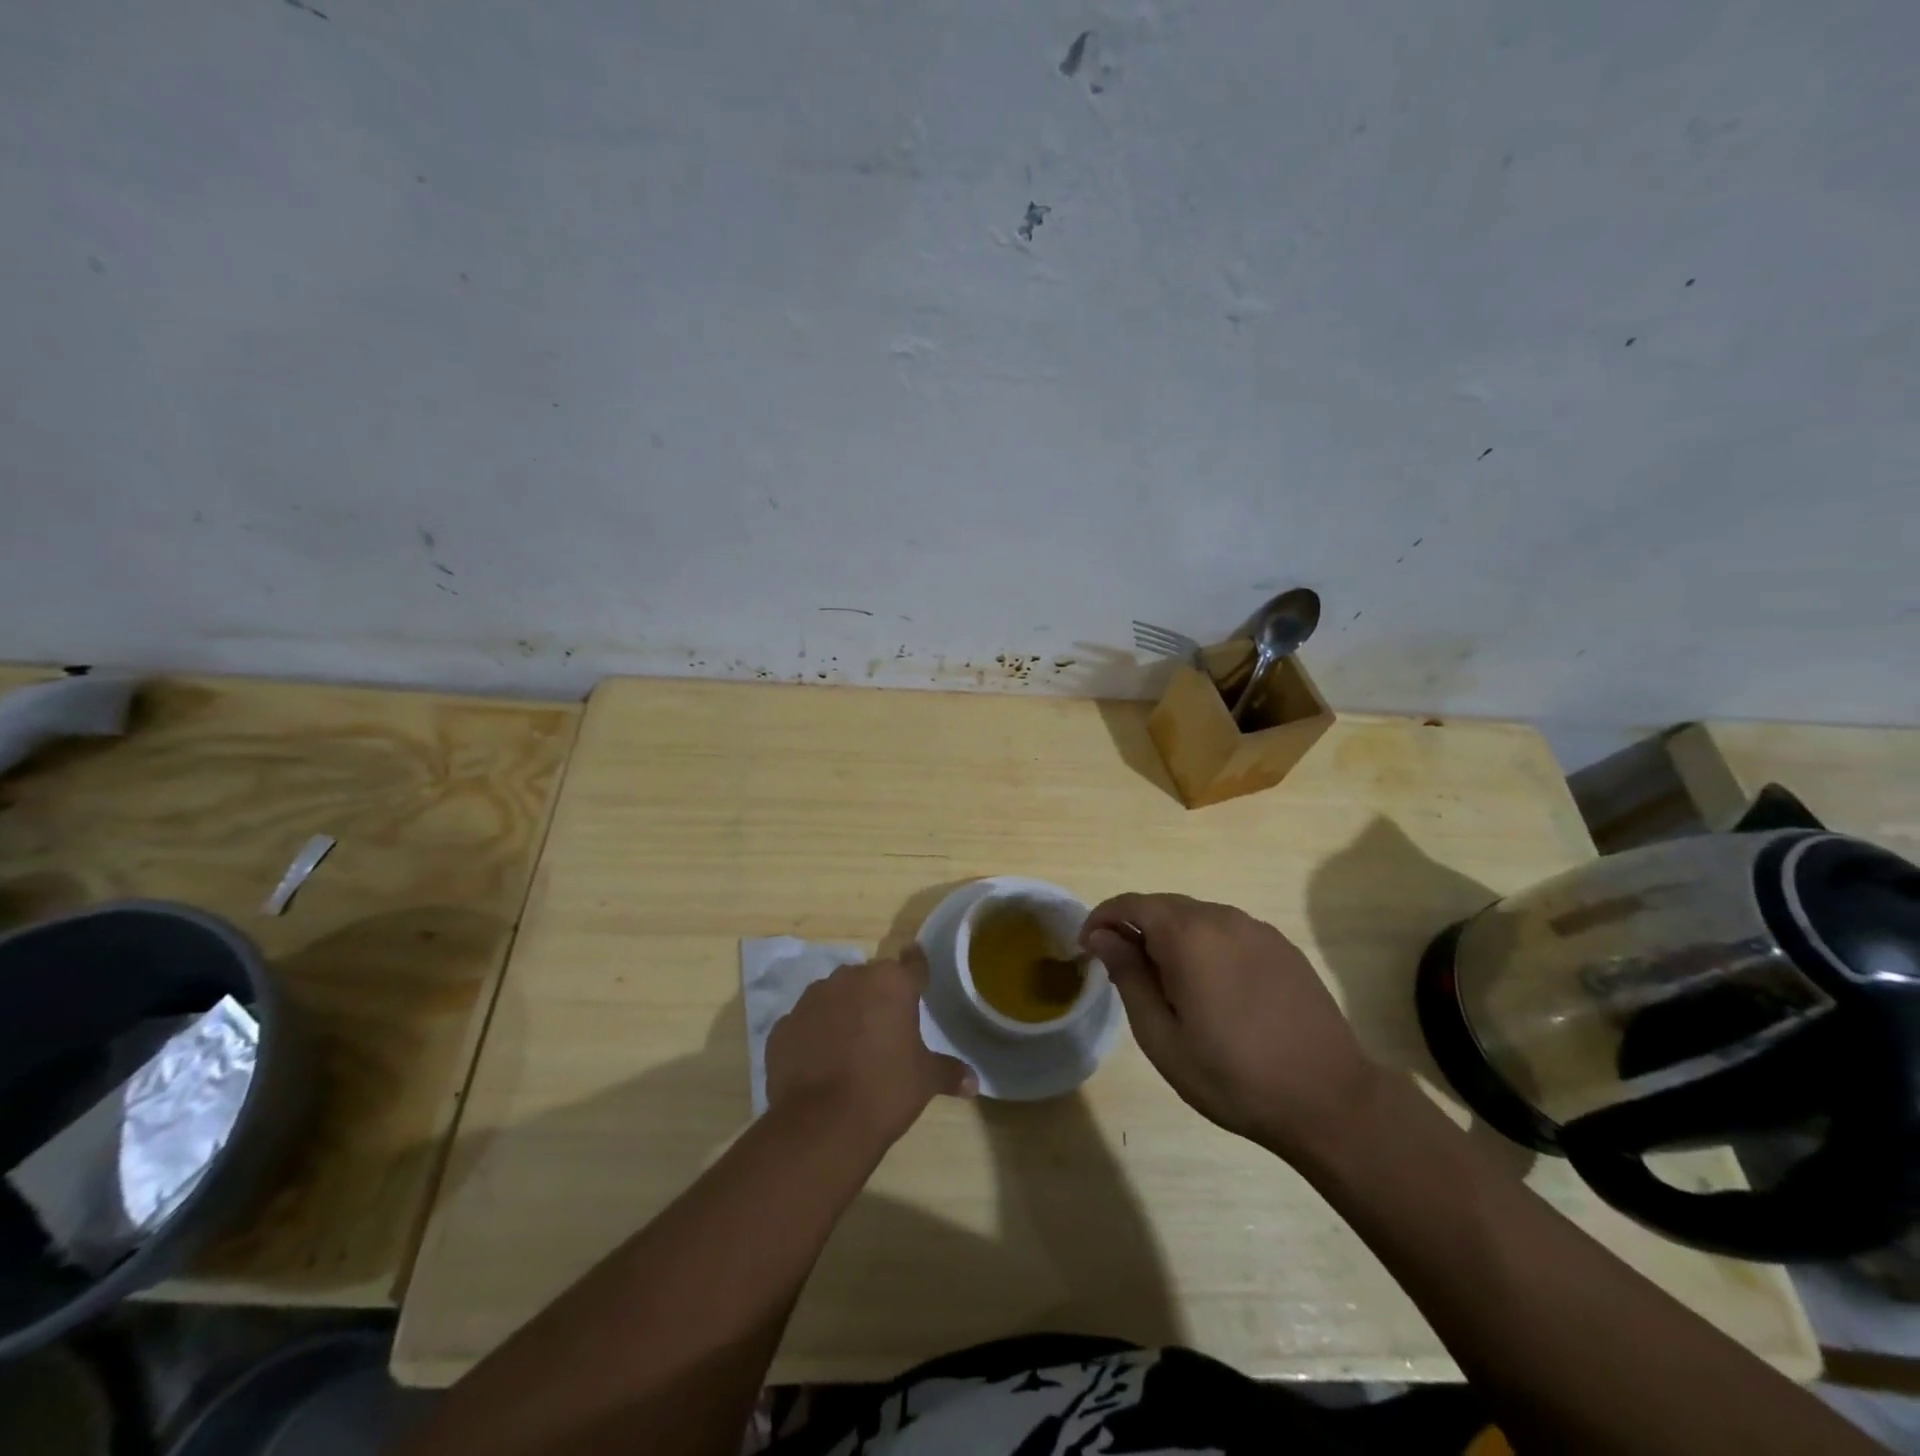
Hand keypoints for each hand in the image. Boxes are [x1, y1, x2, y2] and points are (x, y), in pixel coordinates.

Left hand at [765, 946, 976, 1148]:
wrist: (821, 1124)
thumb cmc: (885, 1090)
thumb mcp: (925, 1080)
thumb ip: (948, 1072)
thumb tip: (973, 1081)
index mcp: (891, 983)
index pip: (912, 963)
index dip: (917, 967)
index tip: (917, 966)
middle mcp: (850, 978)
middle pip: (870, 979)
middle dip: (877, 996)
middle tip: (885, 1025)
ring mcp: (812, 999)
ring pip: (834, 996)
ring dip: (843, 1011)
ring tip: (849, 1045)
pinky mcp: (784, 1025)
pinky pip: (806, 1023)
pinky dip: (814, 1035)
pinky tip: (819, 1062)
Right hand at [1083, 893, 1381, 1158]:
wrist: (1330, 1101)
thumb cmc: (1233, 1076)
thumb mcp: (1162, 1036)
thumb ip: (1129, 976)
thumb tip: (1103, 936)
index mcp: (1189, 935)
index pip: (1131, 904)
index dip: (1102, 919)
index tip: (1087, 947)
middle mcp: (1223, 918)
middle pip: (1164, 906)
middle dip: (1136, 929)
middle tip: (1123, 971)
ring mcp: (1258, 930)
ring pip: (1197, 918)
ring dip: (1171, 938)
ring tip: (1168, 985)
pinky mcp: (1282, 947)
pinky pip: (1228, 933)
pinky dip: (1206, 947)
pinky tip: (1213, 989)